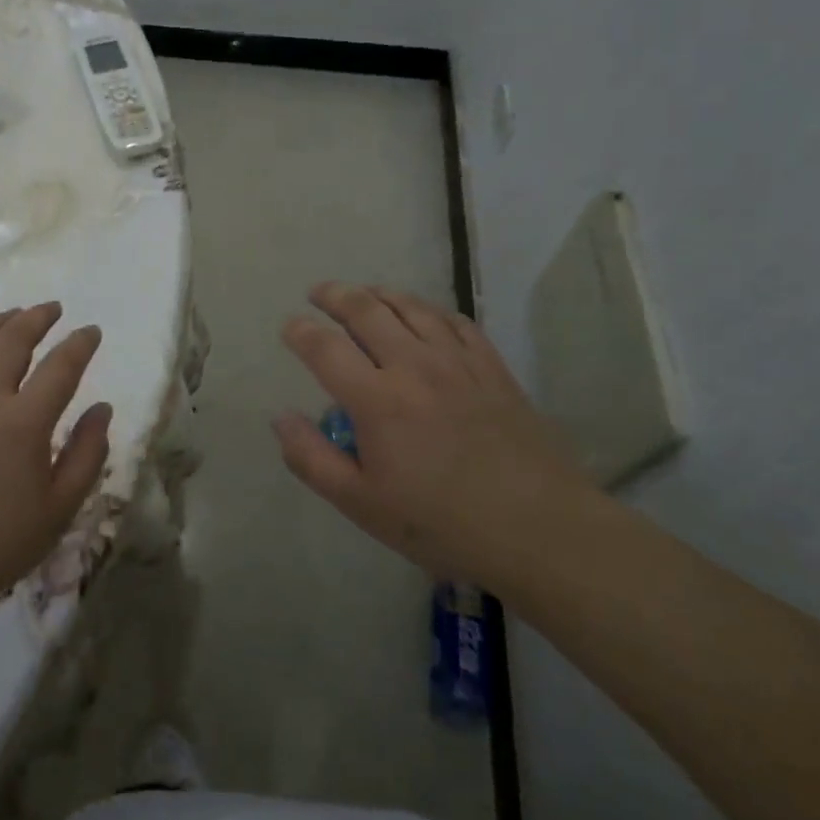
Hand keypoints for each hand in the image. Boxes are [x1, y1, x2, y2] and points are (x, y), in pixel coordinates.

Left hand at [0, 303, 110, 654]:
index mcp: (24, 423)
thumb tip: (102, 408)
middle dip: (39, 317)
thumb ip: (88, 452)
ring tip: (13, 315)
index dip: (81, 343)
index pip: (61, 365)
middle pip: (13, 338)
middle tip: (54, 309)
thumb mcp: (60, 508)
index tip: (91, 332)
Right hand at [273, 282, 588, 579]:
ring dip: (379, 293)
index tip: (289, 327)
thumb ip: (312, 459)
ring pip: (411, 307)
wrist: (539, 528)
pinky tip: (423, 314)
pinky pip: (454, 321)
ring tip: (364, 292)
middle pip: (366, 311)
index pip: (325, 348)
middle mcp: (413, 366)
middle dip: (335, 295)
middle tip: (318, 291)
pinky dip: (429, 309)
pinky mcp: (491, 366)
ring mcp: (457, 361)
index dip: (300, 332)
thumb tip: (280, 418)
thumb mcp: (362, 504)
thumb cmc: (442, 522)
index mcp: (377, 400)